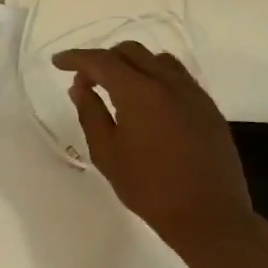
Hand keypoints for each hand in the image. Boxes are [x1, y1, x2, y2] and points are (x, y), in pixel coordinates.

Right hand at [52, 42, 254, 256]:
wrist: (209, 215)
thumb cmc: (150, 188)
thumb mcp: (107, 154)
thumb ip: (91, 114)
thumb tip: (80, 88)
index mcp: (139, 92)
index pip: (102, 61)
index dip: (76, 58)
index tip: (58, 62)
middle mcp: (168, 82)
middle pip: (131, 52)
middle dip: (104, 59)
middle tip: (86, 82)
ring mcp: (193, 92)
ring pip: (157, 60)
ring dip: (132, 65)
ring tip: (118, 89)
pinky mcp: (208, 106)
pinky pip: (177, 77)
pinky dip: (155, 77)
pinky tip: (148, 103)